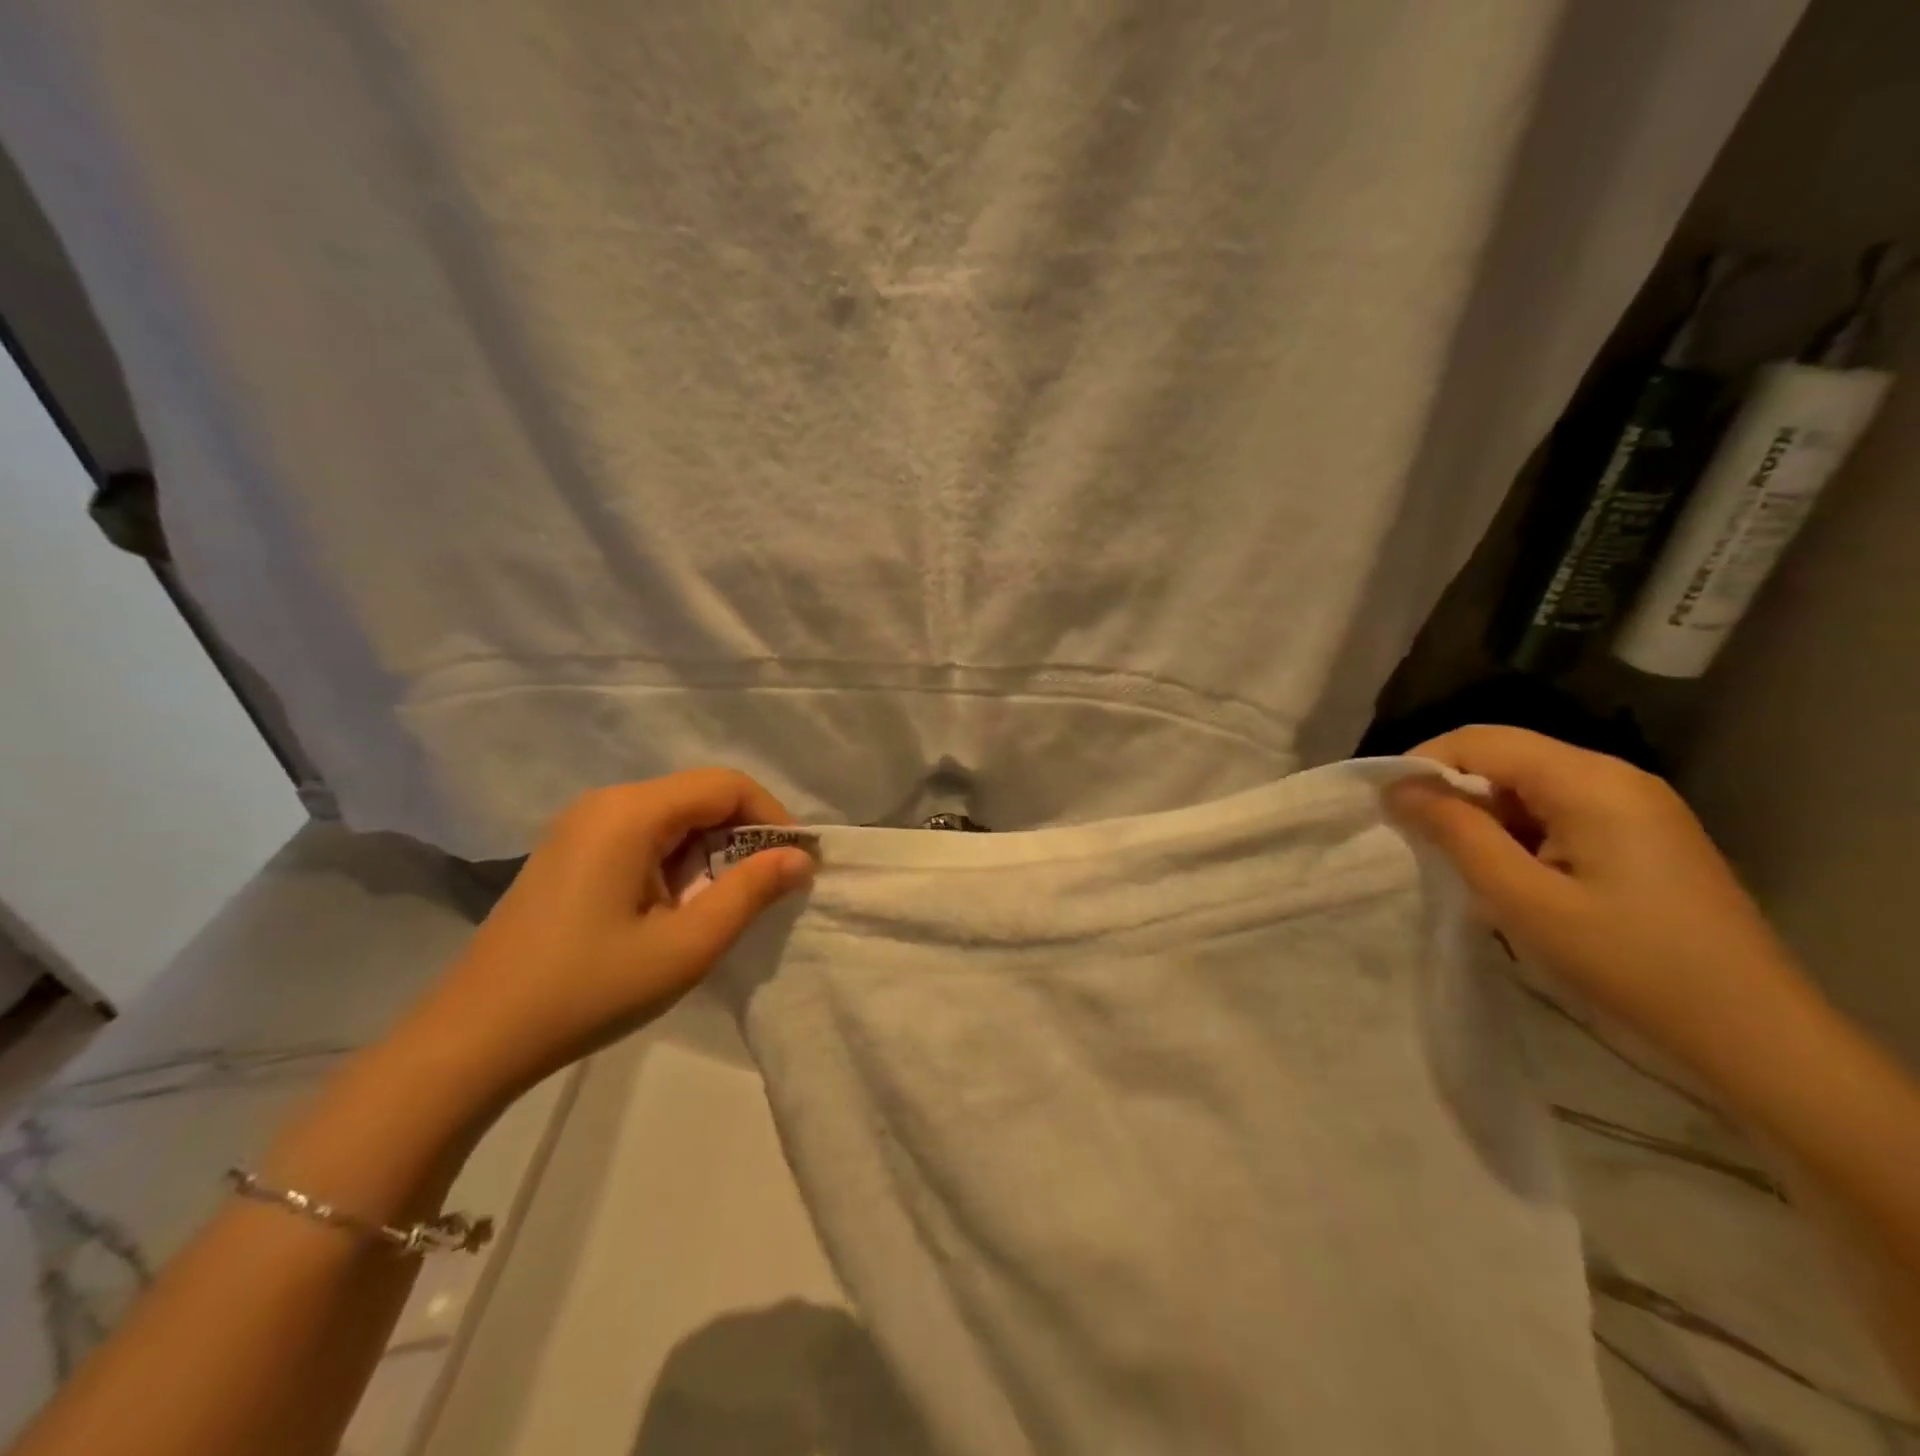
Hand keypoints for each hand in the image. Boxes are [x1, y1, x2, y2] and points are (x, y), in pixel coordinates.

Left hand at [394, 769, 815, 1106]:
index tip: (797, 864)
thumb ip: (750, 892)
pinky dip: (678, 862)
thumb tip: (800, 857)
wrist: (475, 1039)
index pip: (726, 785)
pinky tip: (676, 908)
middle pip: (699, 796)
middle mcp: (605, 803)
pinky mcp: (571, 852)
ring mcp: (581, 826)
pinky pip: (644, 836)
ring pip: (674, 817)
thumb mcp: (686, 946)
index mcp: (630, 812)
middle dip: (743, 837)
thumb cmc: (589, 990)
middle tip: (767, 891)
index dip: (772, 817)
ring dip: (711, 852)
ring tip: (722, 907)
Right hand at [1386, 725, 1803, 1053]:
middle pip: (1506, 756)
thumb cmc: (1627, 962)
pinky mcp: (1645, 833)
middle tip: (1421, 842)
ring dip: (1485, 815)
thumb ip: (1455, 833)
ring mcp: (1637, 804)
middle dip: (1453, 791)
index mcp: (1589, 781)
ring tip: (1467, 867)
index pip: (1481, 740)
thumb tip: (1398, 788)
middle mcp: (1616, 776)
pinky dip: (1520, 831)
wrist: (1753, 1033)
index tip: (1388, 808)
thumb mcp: (1522, 898)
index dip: (1423, 763)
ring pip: (1529, 784)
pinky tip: (1517, 876)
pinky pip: (1559, 809)